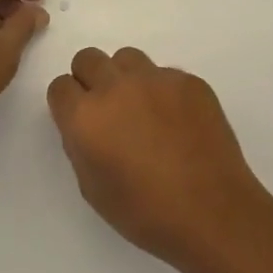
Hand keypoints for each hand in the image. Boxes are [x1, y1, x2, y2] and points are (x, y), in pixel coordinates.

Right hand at [47, 47, 272, 272]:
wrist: (213, 214)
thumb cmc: (145, 212)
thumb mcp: (91, 187)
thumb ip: (80, 145)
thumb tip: (87, 126)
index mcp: (85, 116)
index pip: (60, 86)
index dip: (68, 104)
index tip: (80, 122)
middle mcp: (115, 87)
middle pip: (88, 59)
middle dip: (90, 81)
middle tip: (108, 112)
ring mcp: (156, 80)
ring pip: (127, 58)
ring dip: (125, 78)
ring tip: (142, 111)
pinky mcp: (190, 82)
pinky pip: (164, 74)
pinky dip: (162, 91)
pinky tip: (176, 123)